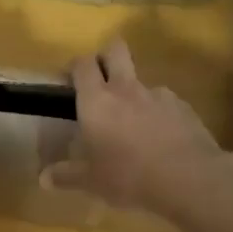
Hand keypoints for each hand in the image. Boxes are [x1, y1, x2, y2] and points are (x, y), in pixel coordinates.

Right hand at [41, 39, 232, 214]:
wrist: (189, 179)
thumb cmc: (129, 177)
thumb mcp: (91, 182)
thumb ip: (66, 176)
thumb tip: (44, 178)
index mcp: (96, 101)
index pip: (82, 64)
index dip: (75, 67)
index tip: (70, 81)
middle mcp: (125, 89)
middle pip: (115, 49)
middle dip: (106, 56)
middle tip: (101, 80)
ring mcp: (157, 95)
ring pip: (141, 80)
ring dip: (134, 93)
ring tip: (135, 123)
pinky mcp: (183, 107)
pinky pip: (165, 102)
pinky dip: (159, 113)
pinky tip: (161, 137)